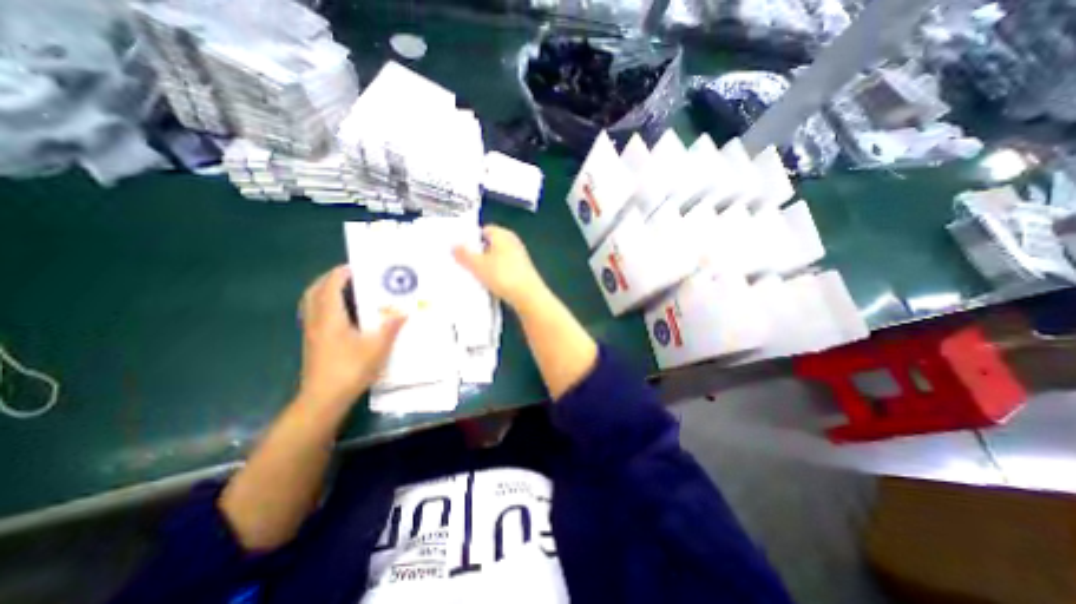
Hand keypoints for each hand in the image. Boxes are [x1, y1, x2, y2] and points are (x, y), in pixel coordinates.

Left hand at [295, 267, 404, 407]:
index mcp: (330, 318)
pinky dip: (324, 304)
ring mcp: (311, 332)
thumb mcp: (377, 347)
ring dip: (325, 291)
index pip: (331, 287)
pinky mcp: (312, 342)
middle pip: (315, 291)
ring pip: (311, 303)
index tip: (356, 267)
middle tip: (349, 275)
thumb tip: (404, 311)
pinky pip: (314, 313)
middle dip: (329, 279)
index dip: (341, 274)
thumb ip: (390, 327)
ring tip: (345, 289)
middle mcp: (316, 321)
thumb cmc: (350, 369)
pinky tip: (342, 313)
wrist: (324, 398)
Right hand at [452, 226, 547, 310]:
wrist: (528, 295)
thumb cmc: (502, 275)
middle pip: (491, 244)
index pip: (484, 230)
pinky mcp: (523, 271)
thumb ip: (464, 254)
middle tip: (463, 262)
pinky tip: (489, 284)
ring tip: (474, 275)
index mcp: (503, 234)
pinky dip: (496, 273)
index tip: (460, 248)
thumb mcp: (477, 265)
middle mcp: (513, 242)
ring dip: (487, 265)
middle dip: (478, 252)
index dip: (471, 238)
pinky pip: (504, 269)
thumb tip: (454, 246)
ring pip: (498, 257)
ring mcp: (519, 257)